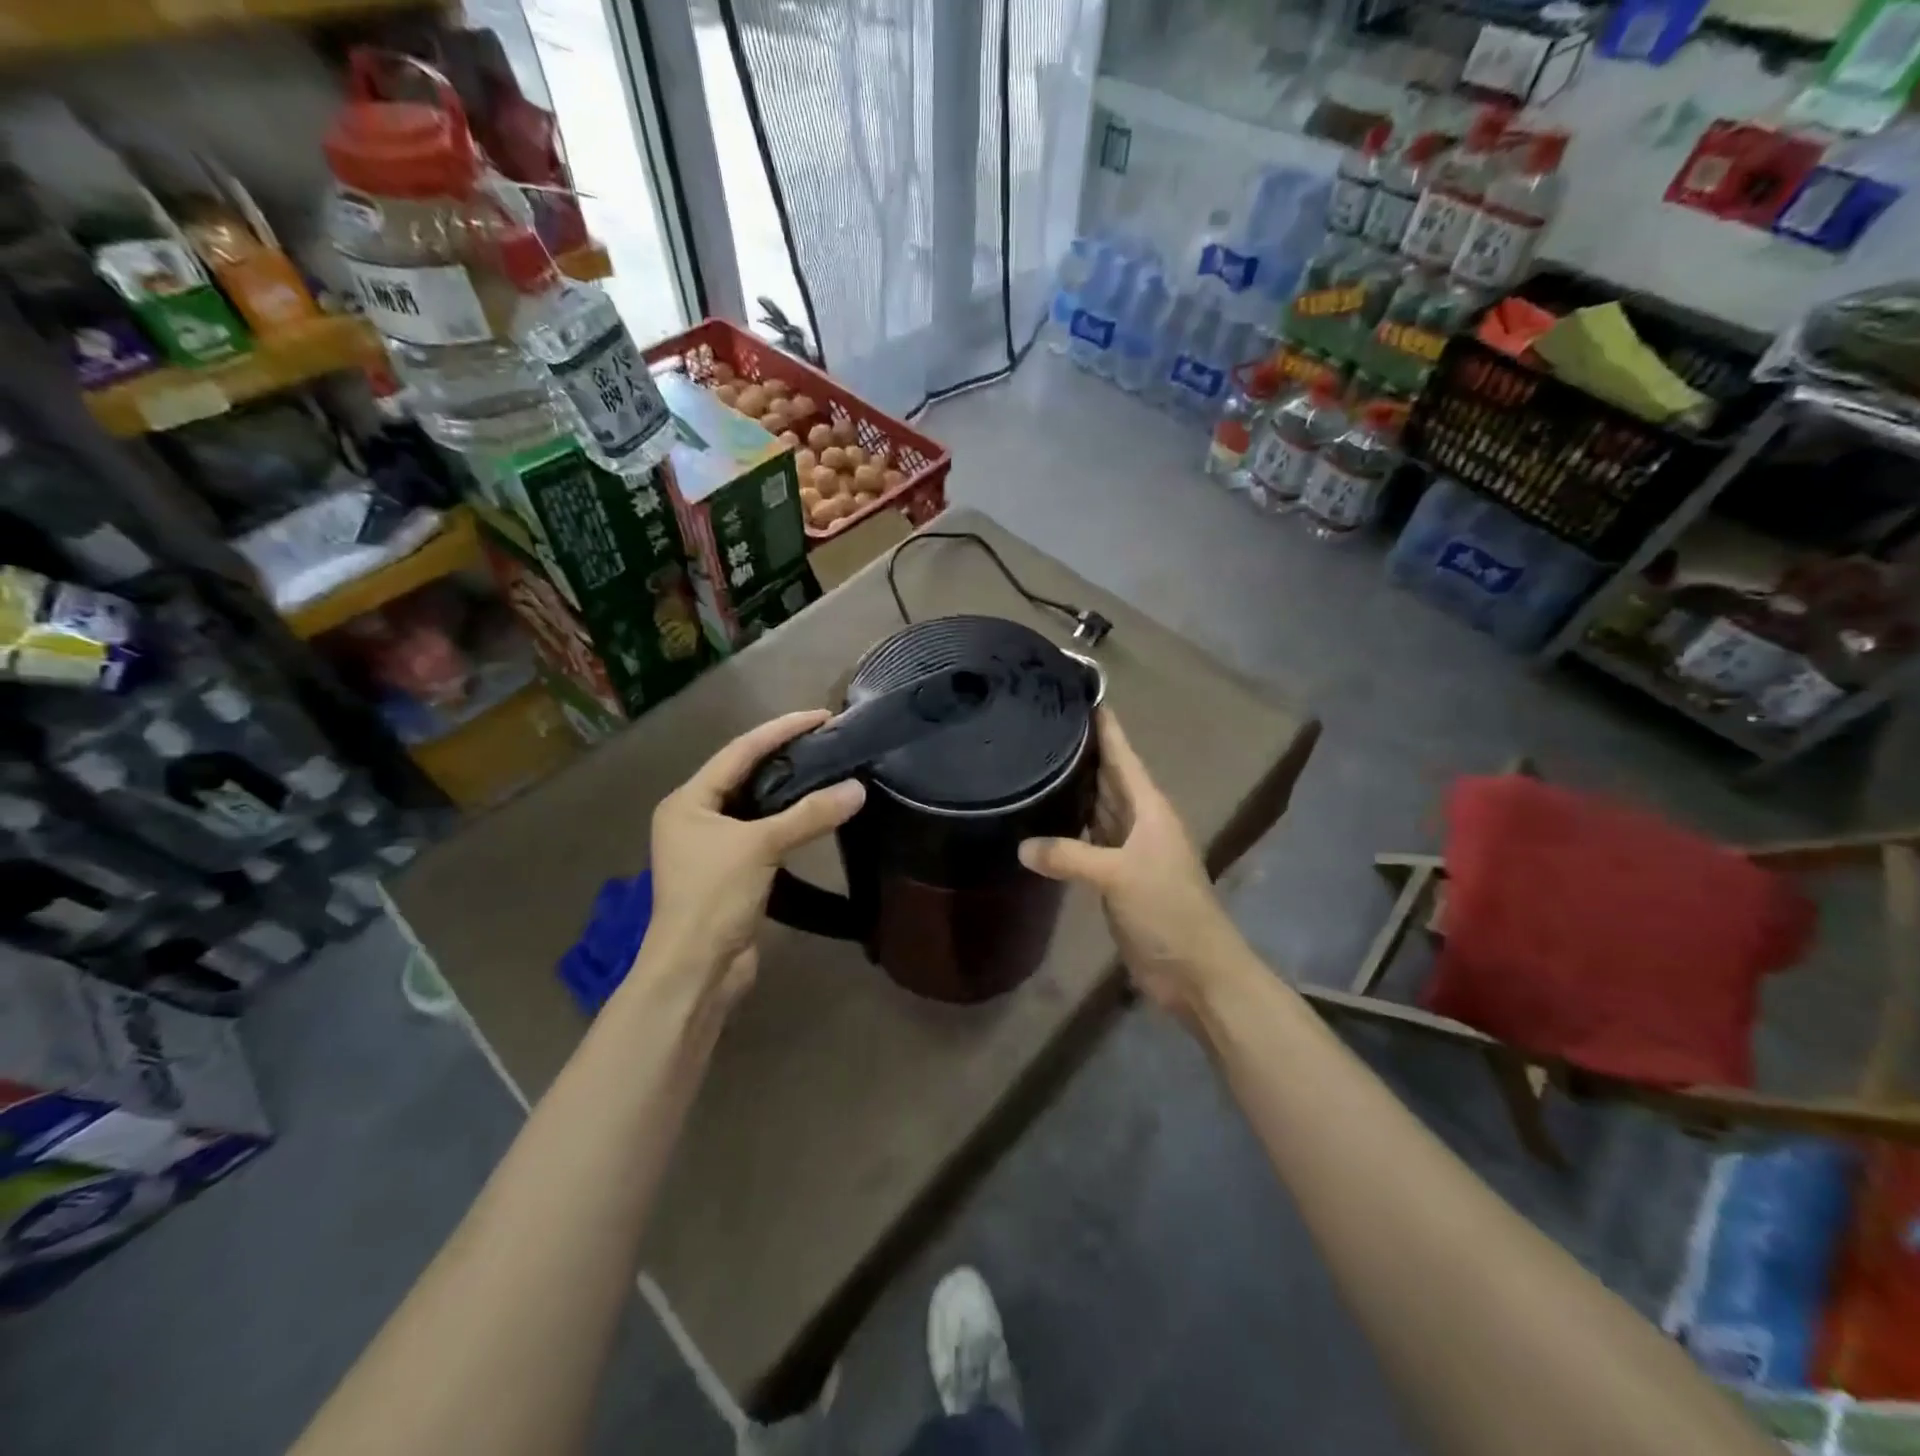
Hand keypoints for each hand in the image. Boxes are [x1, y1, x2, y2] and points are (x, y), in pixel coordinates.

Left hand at [641, 710, 864, 1006]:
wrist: (696, 970)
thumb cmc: (714, 897)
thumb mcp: (761, 847)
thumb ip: (809, 815)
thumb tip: (858, 789)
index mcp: (688, 801)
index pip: (739, 751)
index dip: (780, 730)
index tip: (820, 716)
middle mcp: (695, 817)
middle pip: (744, 774)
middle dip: (783, 754)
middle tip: (826, 739)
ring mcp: (711, 846)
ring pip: (755, 805)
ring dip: (787, 789)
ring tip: (825, 768)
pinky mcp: (730, 871)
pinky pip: (762, 832)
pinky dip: (787, 820)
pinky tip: (814, 813)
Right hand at [1019, 710, 1242, 1019]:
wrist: (1195, 971)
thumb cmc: (1168, 910)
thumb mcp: (1119, 876)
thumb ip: (1070, 856)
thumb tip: (1021, 846)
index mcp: (1148, 807)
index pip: (1120, 753)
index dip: (1102, 723)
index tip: (1074, 691)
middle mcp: (1137, 819)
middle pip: (1104, 776)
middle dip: (1077, 750)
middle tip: (1034, 723)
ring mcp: (1126, 848)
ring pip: (1094, 807)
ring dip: (1070, 788)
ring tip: (1030, 760)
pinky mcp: (1114, 876)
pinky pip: (1086, 841)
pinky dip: (1066, 829)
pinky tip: (1040, 819)